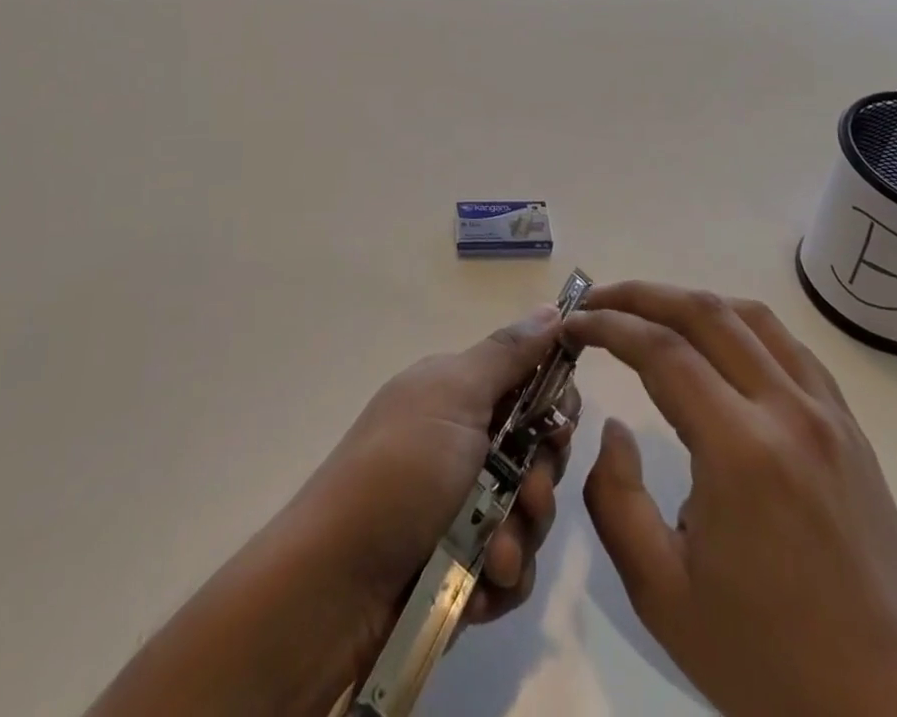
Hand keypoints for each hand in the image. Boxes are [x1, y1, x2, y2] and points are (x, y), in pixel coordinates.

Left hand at [298, 303, 581, 640]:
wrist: (336, 583)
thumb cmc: (401, 470)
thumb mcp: (454, 395)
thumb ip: (507, 355)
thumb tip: (551, 308)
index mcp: (457, 394)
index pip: (528, 385)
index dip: (554, 403)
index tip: (560, 422)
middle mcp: (462, 444)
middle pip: (538, 453)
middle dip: (542, 479)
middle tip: (527, 493)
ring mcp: (462, 507)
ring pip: (530, 514)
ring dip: (520, 536)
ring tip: (493, 554)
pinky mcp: (462, 567)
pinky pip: (511, 570)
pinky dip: (500, 580)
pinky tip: (476, 588)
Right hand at [566, 282, 896, 716]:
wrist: (888, 710)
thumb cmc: (765, 659)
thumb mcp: (660, 592)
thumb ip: (615, 498)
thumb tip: (614, 426)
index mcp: (740, 452)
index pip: (661, 351)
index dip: (608, 325)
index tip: (573, 325)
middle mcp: (788, 413)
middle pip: (704, 313)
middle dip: (641, 295)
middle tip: (597, 302)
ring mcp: (828, 415)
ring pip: (751, 317)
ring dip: (691, 302)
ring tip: (651, 314)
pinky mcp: (851, 428)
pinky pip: (790, 347)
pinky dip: (741, 325)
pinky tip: (718, 344)